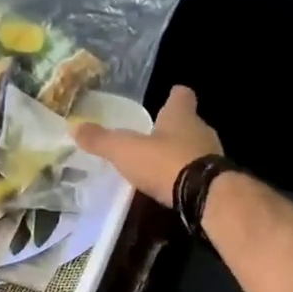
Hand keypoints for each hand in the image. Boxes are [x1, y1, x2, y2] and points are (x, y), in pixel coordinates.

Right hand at [71, 84, 222, 205]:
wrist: (205, 196)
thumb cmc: (165, 162)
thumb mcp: (125, 151)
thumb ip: (101, 140)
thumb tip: (74, 127)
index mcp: (180, 116)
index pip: (181, 96)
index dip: (174, 96)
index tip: (169, 96)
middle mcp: (201, 130)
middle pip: (189, 123)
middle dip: (175, 129)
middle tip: (157, 137)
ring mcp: (213, 155)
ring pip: (197, 148)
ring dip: (183, 154)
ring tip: (163, 165)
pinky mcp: (218, 180)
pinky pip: (201, 173)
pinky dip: (189, 177)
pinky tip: (176, 187)